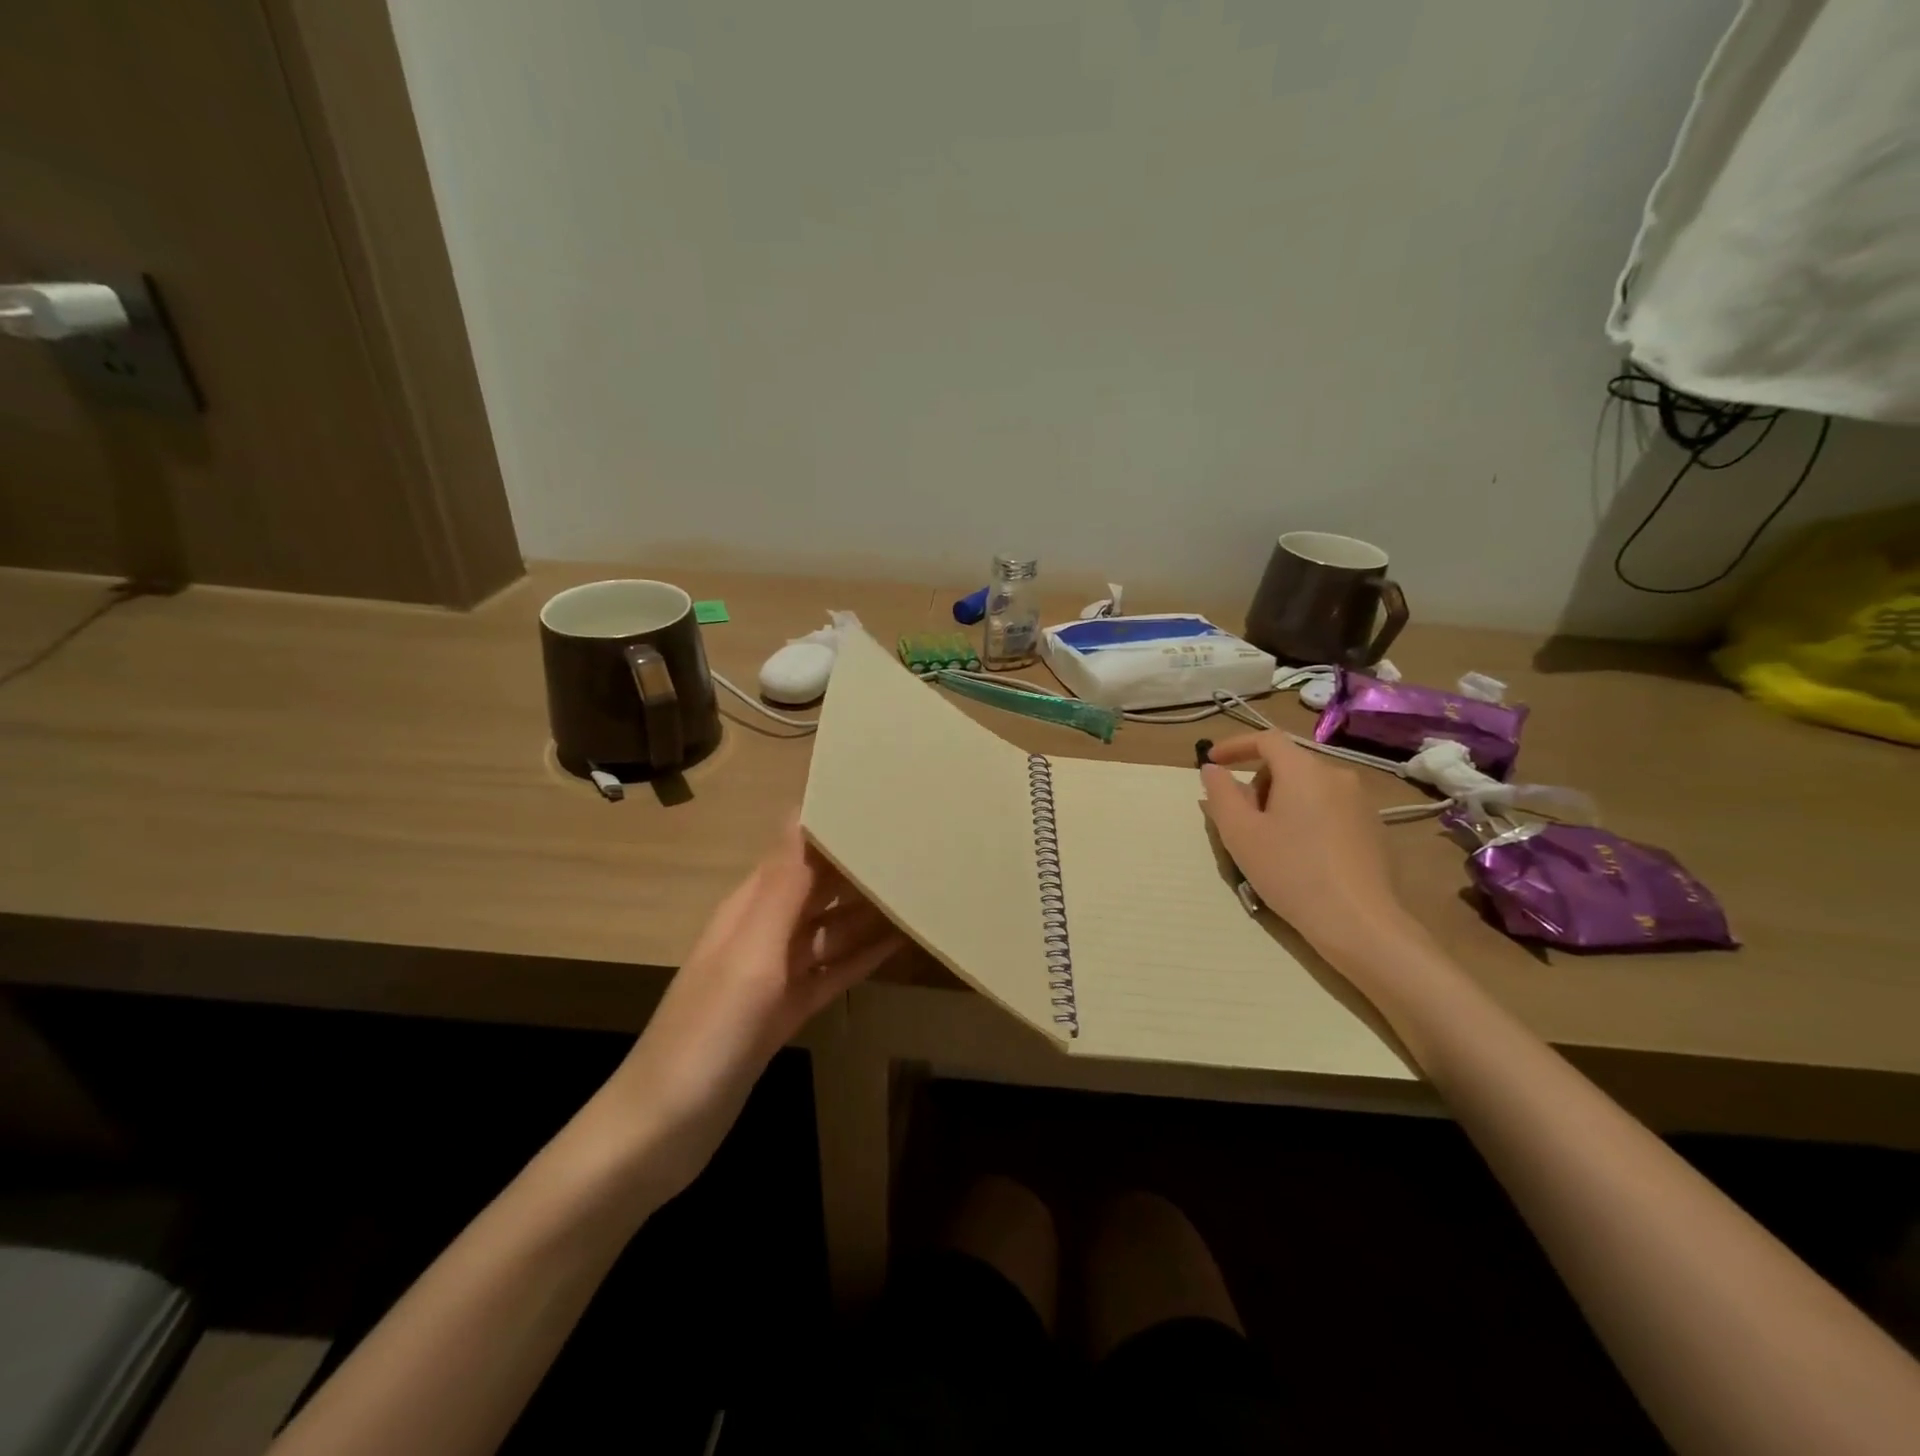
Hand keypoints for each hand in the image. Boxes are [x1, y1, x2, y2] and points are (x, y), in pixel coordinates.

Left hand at [597, 822, 902, 1200]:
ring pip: (830, 930)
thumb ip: (783, 886)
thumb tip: (805, 810)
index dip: (834, 824)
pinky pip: (831, 971)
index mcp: (750, 907)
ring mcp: (774, 975)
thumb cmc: (708, 1033)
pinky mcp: (784, 1011)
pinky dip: (860, 957)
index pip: (797, 848)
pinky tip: (897, 944)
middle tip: (917, 846)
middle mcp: (763, 931)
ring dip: (868, 912)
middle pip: (818, 887)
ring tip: (919, 891)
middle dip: (859, 866)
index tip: (884, 803)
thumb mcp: (751, 953)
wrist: (662, 1131)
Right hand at [1200, 732, 1412, 957]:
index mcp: (1303, 770)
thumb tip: (1213, 769)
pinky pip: (1329, 808)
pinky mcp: (1373, 827)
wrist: (1358, 922)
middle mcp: (1337, 775)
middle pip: (1287, 764)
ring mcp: (1361, 801)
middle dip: (1258, 784)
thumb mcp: (1240, 833)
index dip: (1235, 746)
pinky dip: (1306, 818)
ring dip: (1281, 802)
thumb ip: (1221, 793)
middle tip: (1241, 820)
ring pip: (1308, 787)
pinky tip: (1301, 856)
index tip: (1212, 763)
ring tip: (1270, 842)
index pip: (1266, 739)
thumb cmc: (1290, 871)